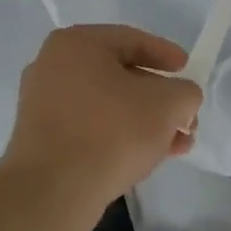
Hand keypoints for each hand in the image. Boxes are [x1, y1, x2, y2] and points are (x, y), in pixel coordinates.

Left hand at [0, 25, 202, 218]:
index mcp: (77, 43)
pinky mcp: (41, 137)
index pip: (132, 39)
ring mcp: (42, 102)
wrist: (53, 190)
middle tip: (186, 117)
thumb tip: (181, 98)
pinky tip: (147, 157)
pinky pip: (90, 126)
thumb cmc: (112, 132)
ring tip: (177, 144)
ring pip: (107, 104)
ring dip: (145, 121)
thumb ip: (185, 92)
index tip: (188, 70)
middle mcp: (53, 65)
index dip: (167, 55)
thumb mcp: (167, 105)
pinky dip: (119, 135)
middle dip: (160, 98)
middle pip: (120, 74)